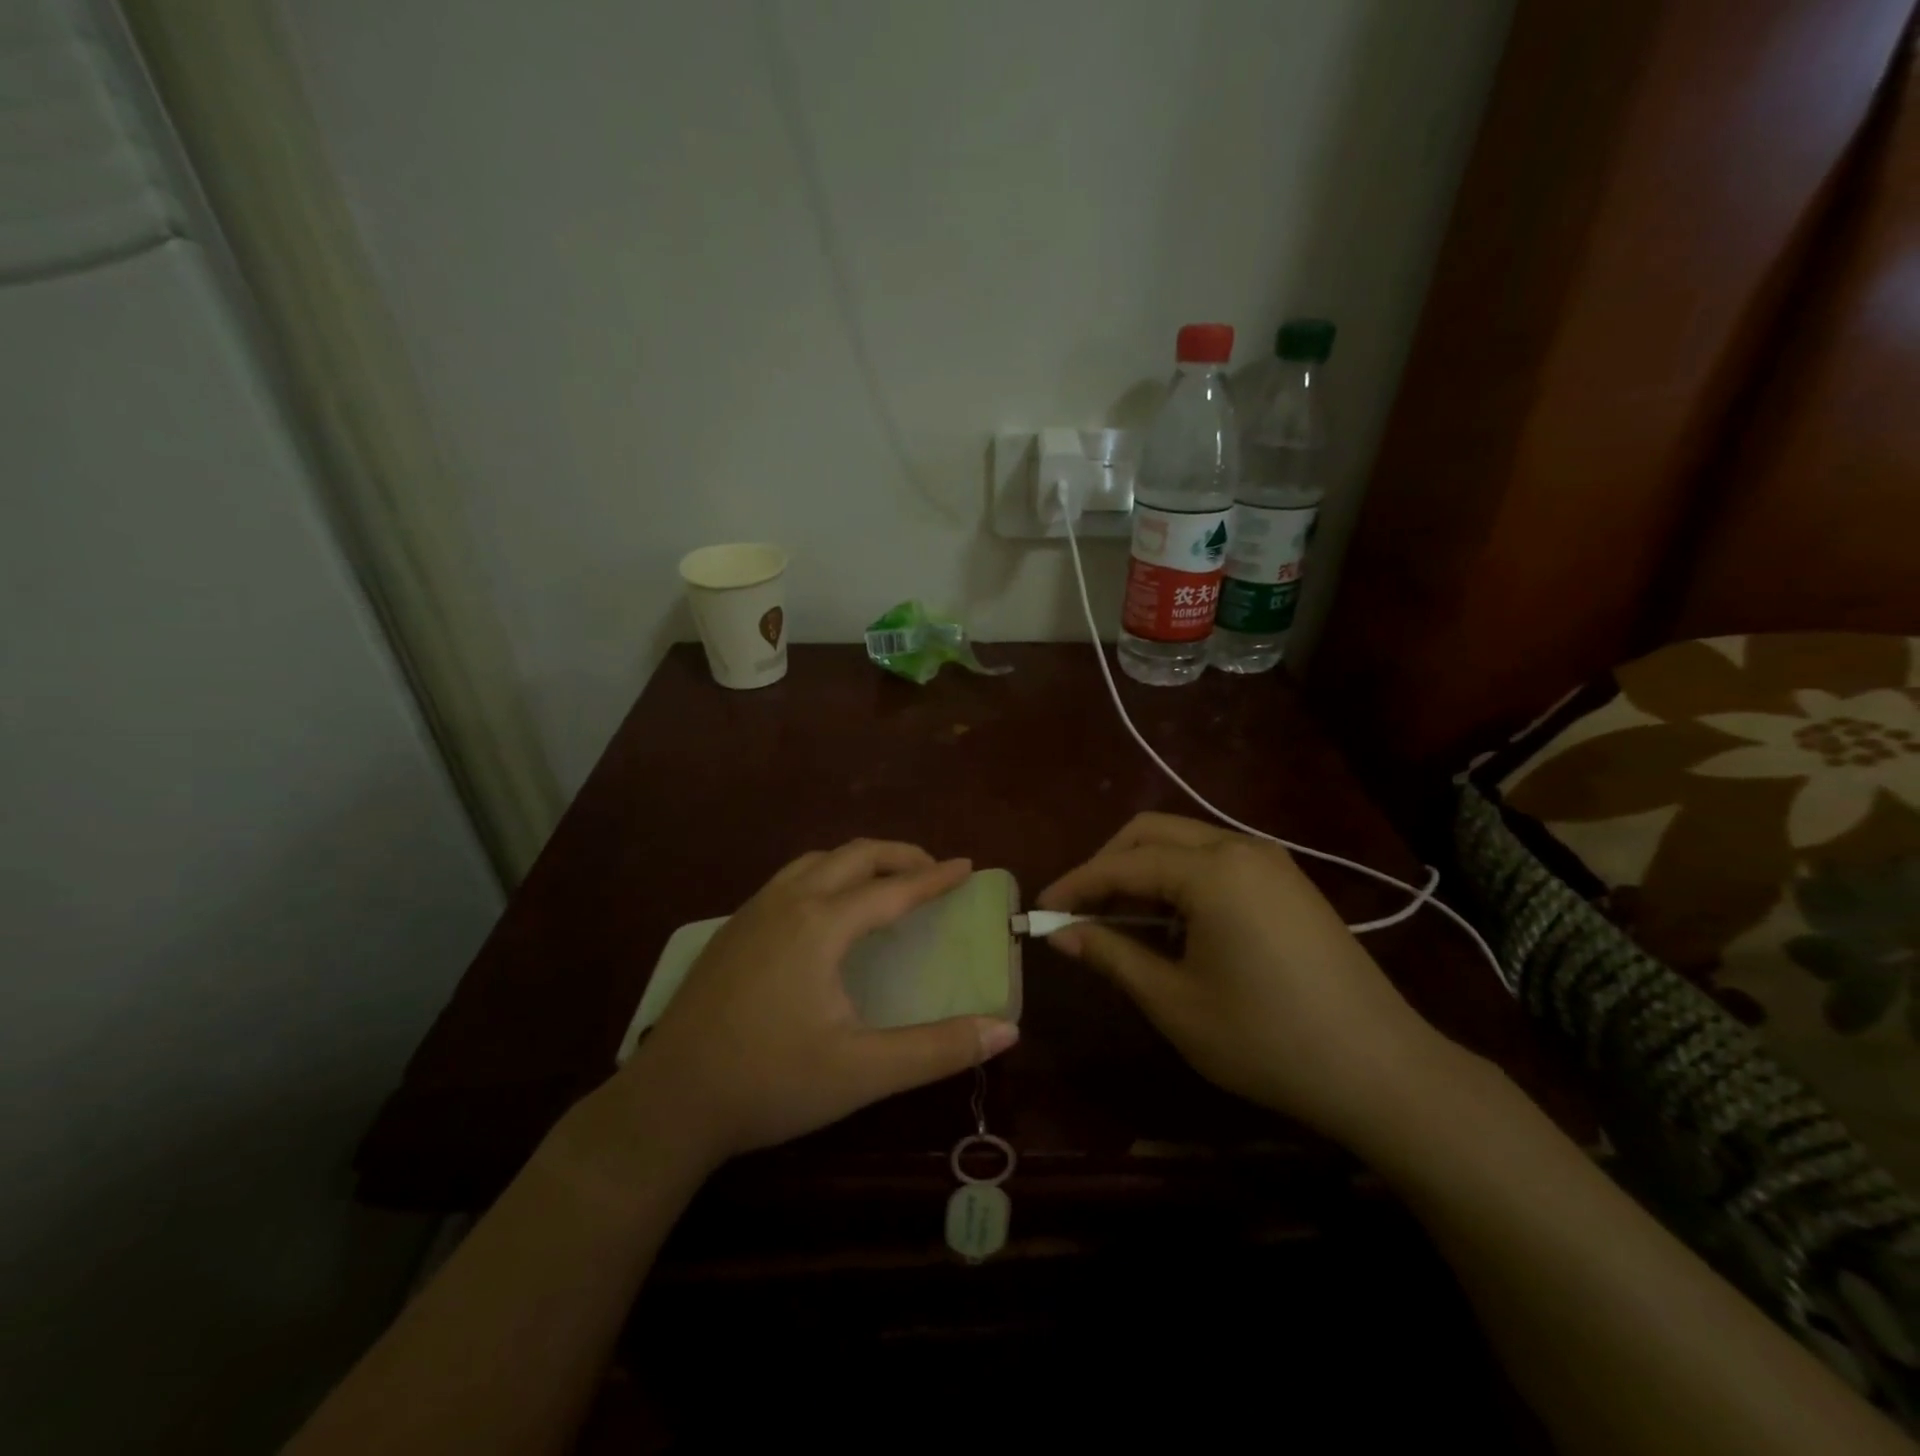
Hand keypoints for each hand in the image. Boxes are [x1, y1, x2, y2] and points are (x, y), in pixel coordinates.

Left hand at [615, 840, 1019, 1168]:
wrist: (668, 1102)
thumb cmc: (770, 1083)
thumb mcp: (862, 1072)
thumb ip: (937, 1050)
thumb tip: (1007, 1031)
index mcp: (821, 925)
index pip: (892, 889)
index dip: (934, 878)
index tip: (966, 865)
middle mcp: (788, 902)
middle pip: (853, 856)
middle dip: (899, 855)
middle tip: (932, 872)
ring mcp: (752, 911)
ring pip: (815, 861)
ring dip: (858, 861)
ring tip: (885, 883)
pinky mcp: (731, 929)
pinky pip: (789, 879)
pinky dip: (826, 875)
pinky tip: (826, 910)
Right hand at [1038, 813, 1453, 1145]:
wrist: (1381, 1070)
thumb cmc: (1266, 1039)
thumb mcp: (1175, 1002)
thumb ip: (1112, 955)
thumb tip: (1060, 932)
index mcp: (1212, 871)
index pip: (1123, 863)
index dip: (1076, 884)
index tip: (1040, 909)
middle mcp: (1240, 847)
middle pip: (1151, 832)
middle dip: (1107, 864)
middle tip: (1078, 909)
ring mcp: (1270, 861)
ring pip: (1184, 841)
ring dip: (1142, 868)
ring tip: (1117, 917)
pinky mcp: (1287, 882)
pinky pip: (1215, 859)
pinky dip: (1178, 877)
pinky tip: (1171, 921)